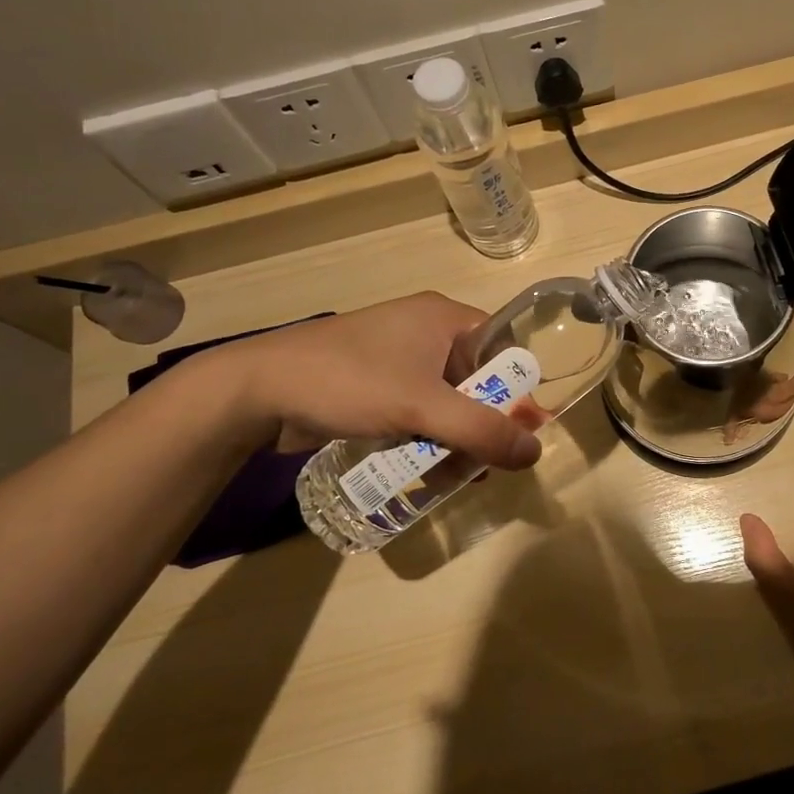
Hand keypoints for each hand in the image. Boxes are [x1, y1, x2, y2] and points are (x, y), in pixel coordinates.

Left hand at [203, 293, 542, 470]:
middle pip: (477, 377)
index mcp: (443, 317)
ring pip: (447, 399)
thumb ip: (481, 431)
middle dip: (487, 421)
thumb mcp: (422, 407)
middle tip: (494, 461)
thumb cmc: (349, 382)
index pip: (503, 346)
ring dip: (456, 435)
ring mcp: (397, 357)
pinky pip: (418, 409)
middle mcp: (425, 331)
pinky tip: (428, 469)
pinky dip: (428, 436)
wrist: (256, 391)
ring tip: (462, 476)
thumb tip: (536, 451)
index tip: (526, 431)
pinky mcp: (375, 384)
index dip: (520, 387)